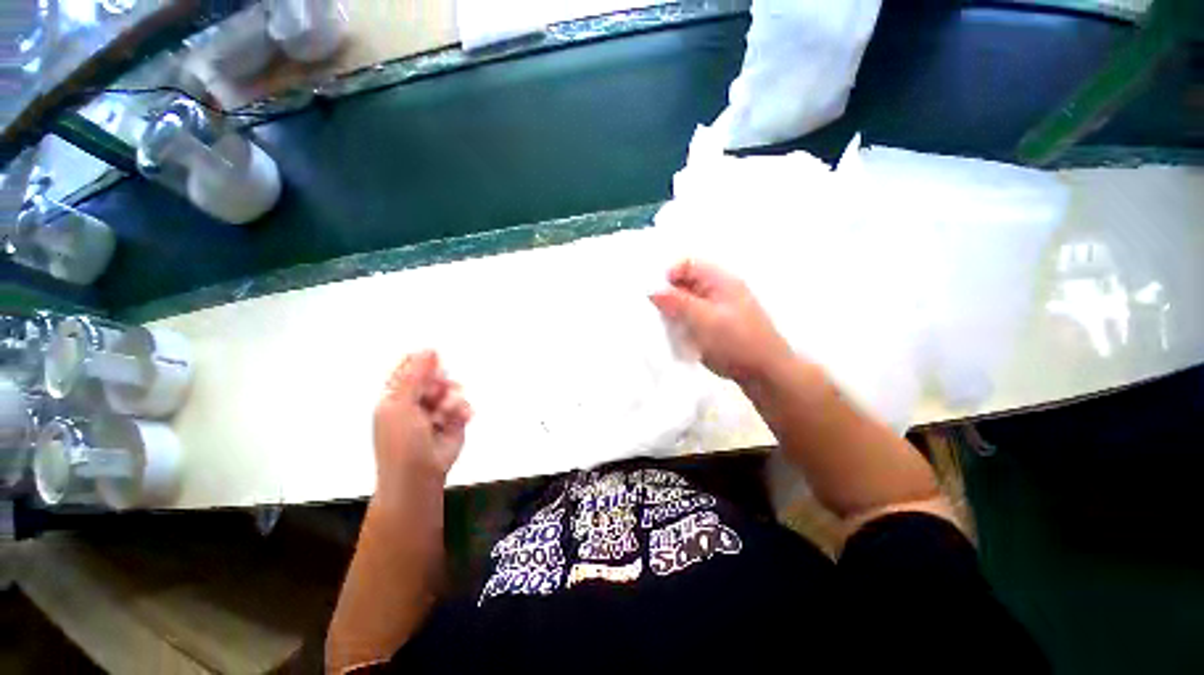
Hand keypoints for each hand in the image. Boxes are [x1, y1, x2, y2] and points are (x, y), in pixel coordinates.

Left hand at [374, 351, 471, 493]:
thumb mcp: (400, 405)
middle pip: (436, 377)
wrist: (419, 474)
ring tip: (445, 414)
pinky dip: (463, 411)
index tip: (434, 363)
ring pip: (453, 389)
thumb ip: (414, 375)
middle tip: (436, 394)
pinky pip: (465, 405)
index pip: (410, 369)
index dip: (422, 364)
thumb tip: (427, 349)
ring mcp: (437, 411)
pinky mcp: (455, 420)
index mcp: (397, 396)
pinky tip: (459, 420)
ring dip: (452, 399)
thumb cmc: (401, 442)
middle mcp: (418, 401)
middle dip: (440, 384)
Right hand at [650, 259, 795, 385]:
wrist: (765, 373)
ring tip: (671, 329)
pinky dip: (682, 325)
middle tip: (661, 315)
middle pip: (685, 283)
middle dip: (669, 297)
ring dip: (675, 313)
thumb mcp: (704, 320)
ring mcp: (718, 309)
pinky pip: (692, 318)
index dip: (669, 276)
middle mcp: (719, 290)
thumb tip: (653, 290)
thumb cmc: (738, 343)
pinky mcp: (715, 325)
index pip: (687, 264)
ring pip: (686, 302)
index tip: (657, 296)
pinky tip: (680, 338)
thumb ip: (677, 302)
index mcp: (720, 280)